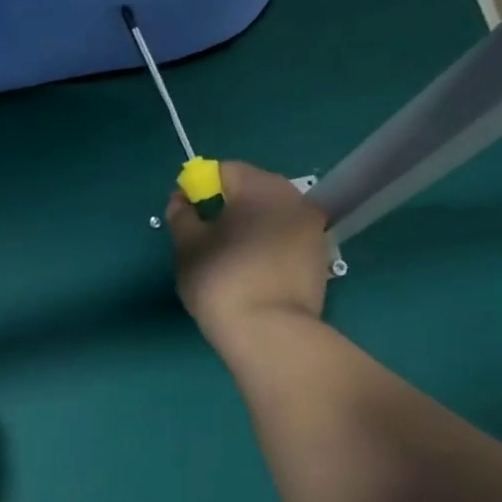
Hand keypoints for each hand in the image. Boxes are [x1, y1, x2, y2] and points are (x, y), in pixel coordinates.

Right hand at [168, 161, 330, 348]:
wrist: (269, 331)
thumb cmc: (220, 280)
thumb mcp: (187, 247)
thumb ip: (181, 216)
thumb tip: (181, 199)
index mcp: (260, 187)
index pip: (226, 170)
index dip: (201, 186)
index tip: (186, 213)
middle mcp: (294, 198)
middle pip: (254, 190)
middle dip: (228, 205)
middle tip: (205, 237)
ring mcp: (313, 228)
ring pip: (272, 216)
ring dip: (250, 227)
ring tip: (229, 258)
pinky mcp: (320, 257)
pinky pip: (286, 239)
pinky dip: (267, 247)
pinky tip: (252, 273)